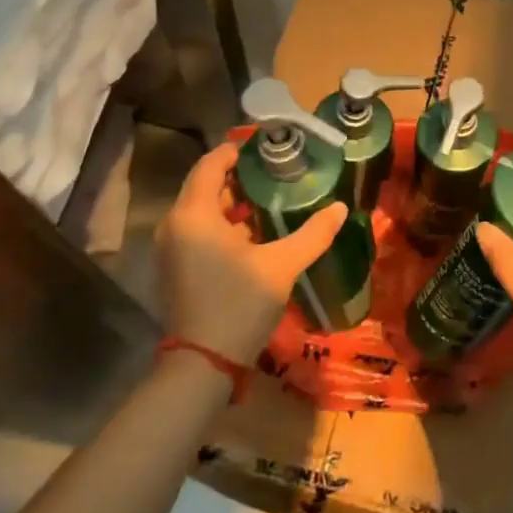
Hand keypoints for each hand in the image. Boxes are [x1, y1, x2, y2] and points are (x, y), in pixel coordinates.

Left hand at [156, 140, 349, 364]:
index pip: (211, 164)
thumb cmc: (239, 304)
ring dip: (232, 203)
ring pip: (202, 210)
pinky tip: (253, 235)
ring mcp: (171, 247)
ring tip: (269, 201)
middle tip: (275, 173)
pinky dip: (221, 225)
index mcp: (194, 214)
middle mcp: (175, 223)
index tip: (267, 149)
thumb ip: (312, 234)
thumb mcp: (281, 266)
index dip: (236, 151)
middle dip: (239, 177)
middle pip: (205, 185)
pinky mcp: (174, 266)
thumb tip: (341, 208)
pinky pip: (197, 231)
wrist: (203, 363)